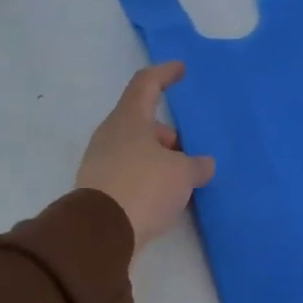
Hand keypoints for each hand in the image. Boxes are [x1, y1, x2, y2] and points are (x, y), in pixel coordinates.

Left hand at [77, 62, 215, 252]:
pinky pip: (130, 173)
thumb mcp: (183, 174)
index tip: (181, 70)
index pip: (146, 84)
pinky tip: (165, 197)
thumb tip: (203, 165)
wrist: (102, 231)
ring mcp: (100, 162)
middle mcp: (110, 135)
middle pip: (142, 122)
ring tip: (181, 180)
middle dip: (167, 134)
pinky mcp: (99, 188)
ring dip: (159, 159)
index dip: (165, 74)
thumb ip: (197, 165)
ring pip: (136, 149)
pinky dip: (148, 177)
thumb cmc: (144, 187)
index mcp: (129, 119)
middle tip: (188, 153)